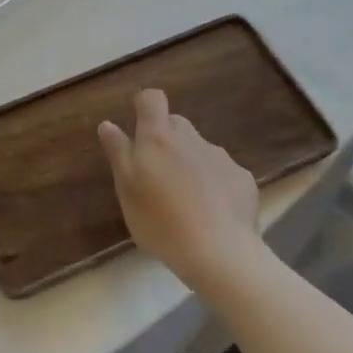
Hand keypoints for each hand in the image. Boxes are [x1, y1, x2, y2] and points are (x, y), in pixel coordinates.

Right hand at [98, 89, 259, 287]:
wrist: (220, 253)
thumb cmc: (161, 221)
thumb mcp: (126, 189)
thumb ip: (118, 152)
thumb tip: (108, 124)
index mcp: (158, 137)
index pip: (152, 99)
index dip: (144, 105)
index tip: (137, 124)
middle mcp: (191, 138)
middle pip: (176, 124)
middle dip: (166, 139)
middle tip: (158, 174)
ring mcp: (220, 157)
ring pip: (200, 149)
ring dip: (191, 163)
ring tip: (187, 200)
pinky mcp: (243, 179)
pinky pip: (223, 172)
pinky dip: (216, 184)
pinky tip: (213, 213)